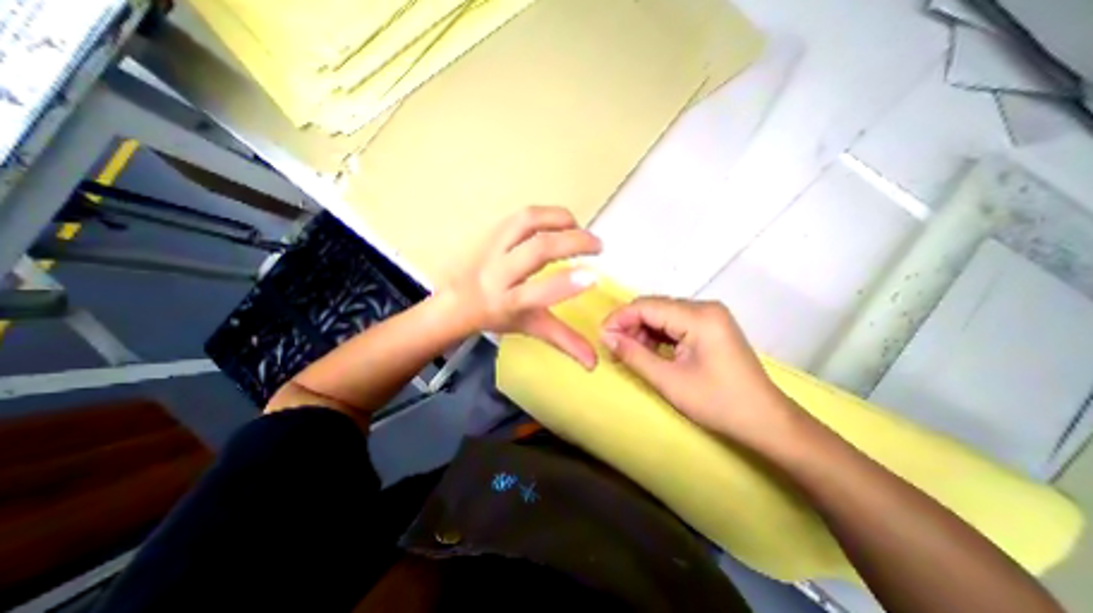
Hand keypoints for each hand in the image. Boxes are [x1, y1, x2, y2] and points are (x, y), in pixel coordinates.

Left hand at [446, 205, 605, 368]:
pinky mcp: (491, 231)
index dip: (566, 285)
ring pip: (527, 222)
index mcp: (507, 302)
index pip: (536, 293)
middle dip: (573, 242)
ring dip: (560, 219)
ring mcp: (492, 247)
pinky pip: (522, 216)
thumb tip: (594, 363)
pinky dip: (547, 215)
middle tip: (598, 245)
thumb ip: (563, 341)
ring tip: (579, 227)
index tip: (594, 277)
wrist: (457, 300)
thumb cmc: (497, 317)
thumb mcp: (531, 328)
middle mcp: (497, 273)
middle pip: (536, 250)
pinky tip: (560, 223)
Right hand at [602, 298, 791, 439]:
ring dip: (642, 331)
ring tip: (628, 353)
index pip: (646, 306)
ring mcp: (709, 316)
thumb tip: (606, 337)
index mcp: (699, 317)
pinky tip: (648, 351)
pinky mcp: (710, 326)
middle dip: (630, 325)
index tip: (601, 336)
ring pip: (662, 315)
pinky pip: (674, 323)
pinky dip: (657, 336)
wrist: (766, 421)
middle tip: (613, 348)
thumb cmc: (718, 403)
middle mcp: (704, 308)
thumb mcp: (668, 381)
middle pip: (654, 307)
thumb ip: (634, 355)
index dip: (619, 318)